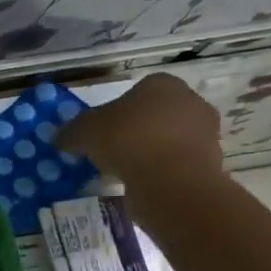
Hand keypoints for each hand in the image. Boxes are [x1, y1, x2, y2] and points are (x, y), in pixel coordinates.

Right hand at [55, 73, 222, 182]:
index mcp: (162, 83)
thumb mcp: (85, 132)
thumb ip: (72, 132)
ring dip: (149, 154)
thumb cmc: (128, 141)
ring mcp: (205, 132)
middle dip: (134, 133)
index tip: (101, 135)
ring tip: (125, 174)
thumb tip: (60, 139)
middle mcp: (189, 101)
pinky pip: (176, 165)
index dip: (114, 114)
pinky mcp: (210, 162)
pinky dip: (161, 173)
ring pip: (167, 141)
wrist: (171, 180)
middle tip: (110, 155)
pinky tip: (143, 186)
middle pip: (153, 116)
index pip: (134, 94)